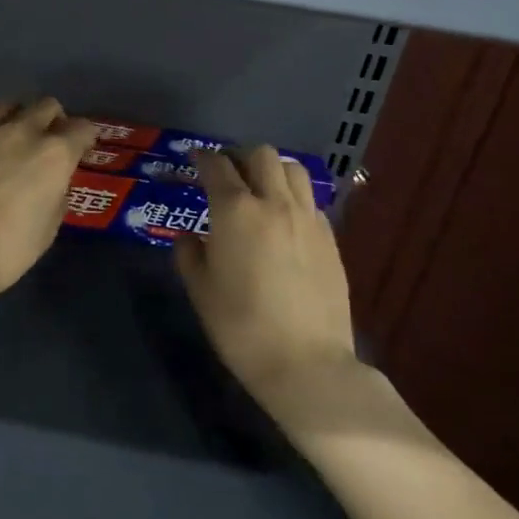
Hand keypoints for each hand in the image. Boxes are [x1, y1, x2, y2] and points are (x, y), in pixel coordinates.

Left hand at [0, 98, 97, 300]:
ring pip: (6, 104)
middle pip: (46, 105)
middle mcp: (21, 132)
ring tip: (11, 134)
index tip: (81, 148)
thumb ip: (56, 197)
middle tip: (48, 138)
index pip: (82, 128)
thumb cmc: (9, 249)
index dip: (85, 137)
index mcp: (54, 154)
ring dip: (15, 116)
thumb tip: (52, 185)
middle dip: (53, 119)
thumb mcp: (49, 229)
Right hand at [175, 146, 357, 419]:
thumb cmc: (241, 326)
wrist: (306, 363)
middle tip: (226, 173)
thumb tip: (189, 237)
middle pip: (260, 155)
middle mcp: (274, 203)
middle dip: (239, 157)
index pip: (216, 166)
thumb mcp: (200, 291)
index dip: (202, 158)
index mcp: (235, 211)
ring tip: (259, 189)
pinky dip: (293, 197)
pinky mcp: (330, 238)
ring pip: (292, 170)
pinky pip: (309, 200)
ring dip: (271, 170)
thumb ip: (189, 255)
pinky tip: (283, 221)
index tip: (194, 159)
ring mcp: (307, 219)